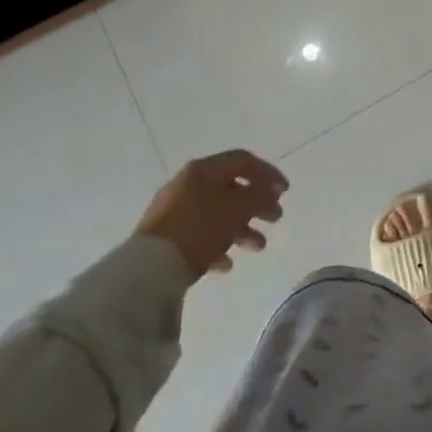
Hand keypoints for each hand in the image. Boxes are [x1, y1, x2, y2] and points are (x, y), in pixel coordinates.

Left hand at [135, 150, 287, 279]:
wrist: (147, 270)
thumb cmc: (197, 229)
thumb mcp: (235, 210)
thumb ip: (258, 196)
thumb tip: (271, 189)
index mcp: (203, 170)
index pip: (243, 161)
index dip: (267, 173)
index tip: (285, 192)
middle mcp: (188, 184)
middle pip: (231, 188)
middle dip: (256, 203)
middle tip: (276, 218)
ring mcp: (174, 210)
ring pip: (217, 213)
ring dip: (241, 228)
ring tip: (257, 246)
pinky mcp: (165, 237)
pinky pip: (199, 234)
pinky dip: (217, 244)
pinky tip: (226, 264)